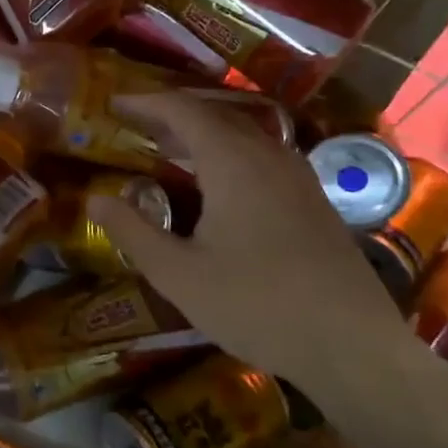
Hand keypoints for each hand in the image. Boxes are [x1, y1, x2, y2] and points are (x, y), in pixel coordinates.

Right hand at [87, 94, 428, 418]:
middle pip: (215, 116)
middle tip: (136, 125)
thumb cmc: (256, 305)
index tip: (114, 103)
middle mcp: (268, 156)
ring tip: (170, 150)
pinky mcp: (313, 201)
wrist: (352, 344)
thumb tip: (94, 199)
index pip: (182, 111)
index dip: (145, 103)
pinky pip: (261, 157)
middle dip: (172, 115)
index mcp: (233, 162)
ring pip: (242, 136)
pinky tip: (218, 187)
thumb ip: (132, 232)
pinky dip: (228, 155)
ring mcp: (297, 177)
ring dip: (202, 135)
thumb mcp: (178, 274)